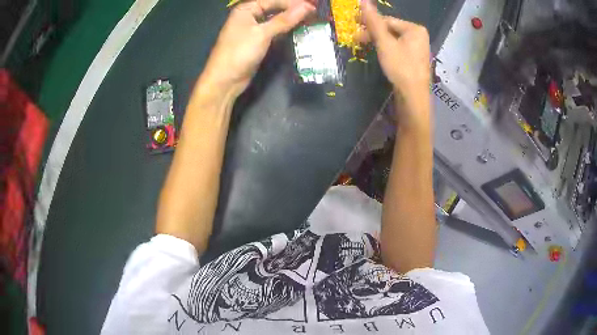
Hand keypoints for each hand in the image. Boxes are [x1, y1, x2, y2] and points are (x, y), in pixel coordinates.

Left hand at [198, 0, 314, 100]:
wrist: (225, 80)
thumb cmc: (239, 52)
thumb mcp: (262, 33)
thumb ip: (285, 20)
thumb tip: (307, 7)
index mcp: (246, 9)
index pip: (274, 0)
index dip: (293, 3)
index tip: (313, 6)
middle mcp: (249, 16)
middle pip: (275, 8)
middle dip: (293, 10)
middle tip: (314, 12)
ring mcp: (253, 29)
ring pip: (275, 20)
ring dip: (291, 20)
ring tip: (310, 19)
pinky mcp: (257, 41)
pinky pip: (274, 31)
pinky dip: (285, 30)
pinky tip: (298, 30)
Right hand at [360, 0, 430, 99]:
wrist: (413, 97)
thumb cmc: (400, 67)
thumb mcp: (384, 42)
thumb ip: (373, 21)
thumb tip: (362, 0)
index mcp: (415, 29)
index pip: (387, 20)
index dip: (369, 23)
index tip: (353, 28)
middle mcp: (419, 36)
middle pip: (390, 29)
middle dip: (373, 33)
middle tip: (357, 39)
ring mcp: (418, 48)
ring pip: (393, 39)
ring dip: (377, 41)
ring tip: (364, 45)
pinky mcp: (414, 59)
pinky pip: (398, 48)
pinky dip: (386, 49)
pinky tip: (378, 53)